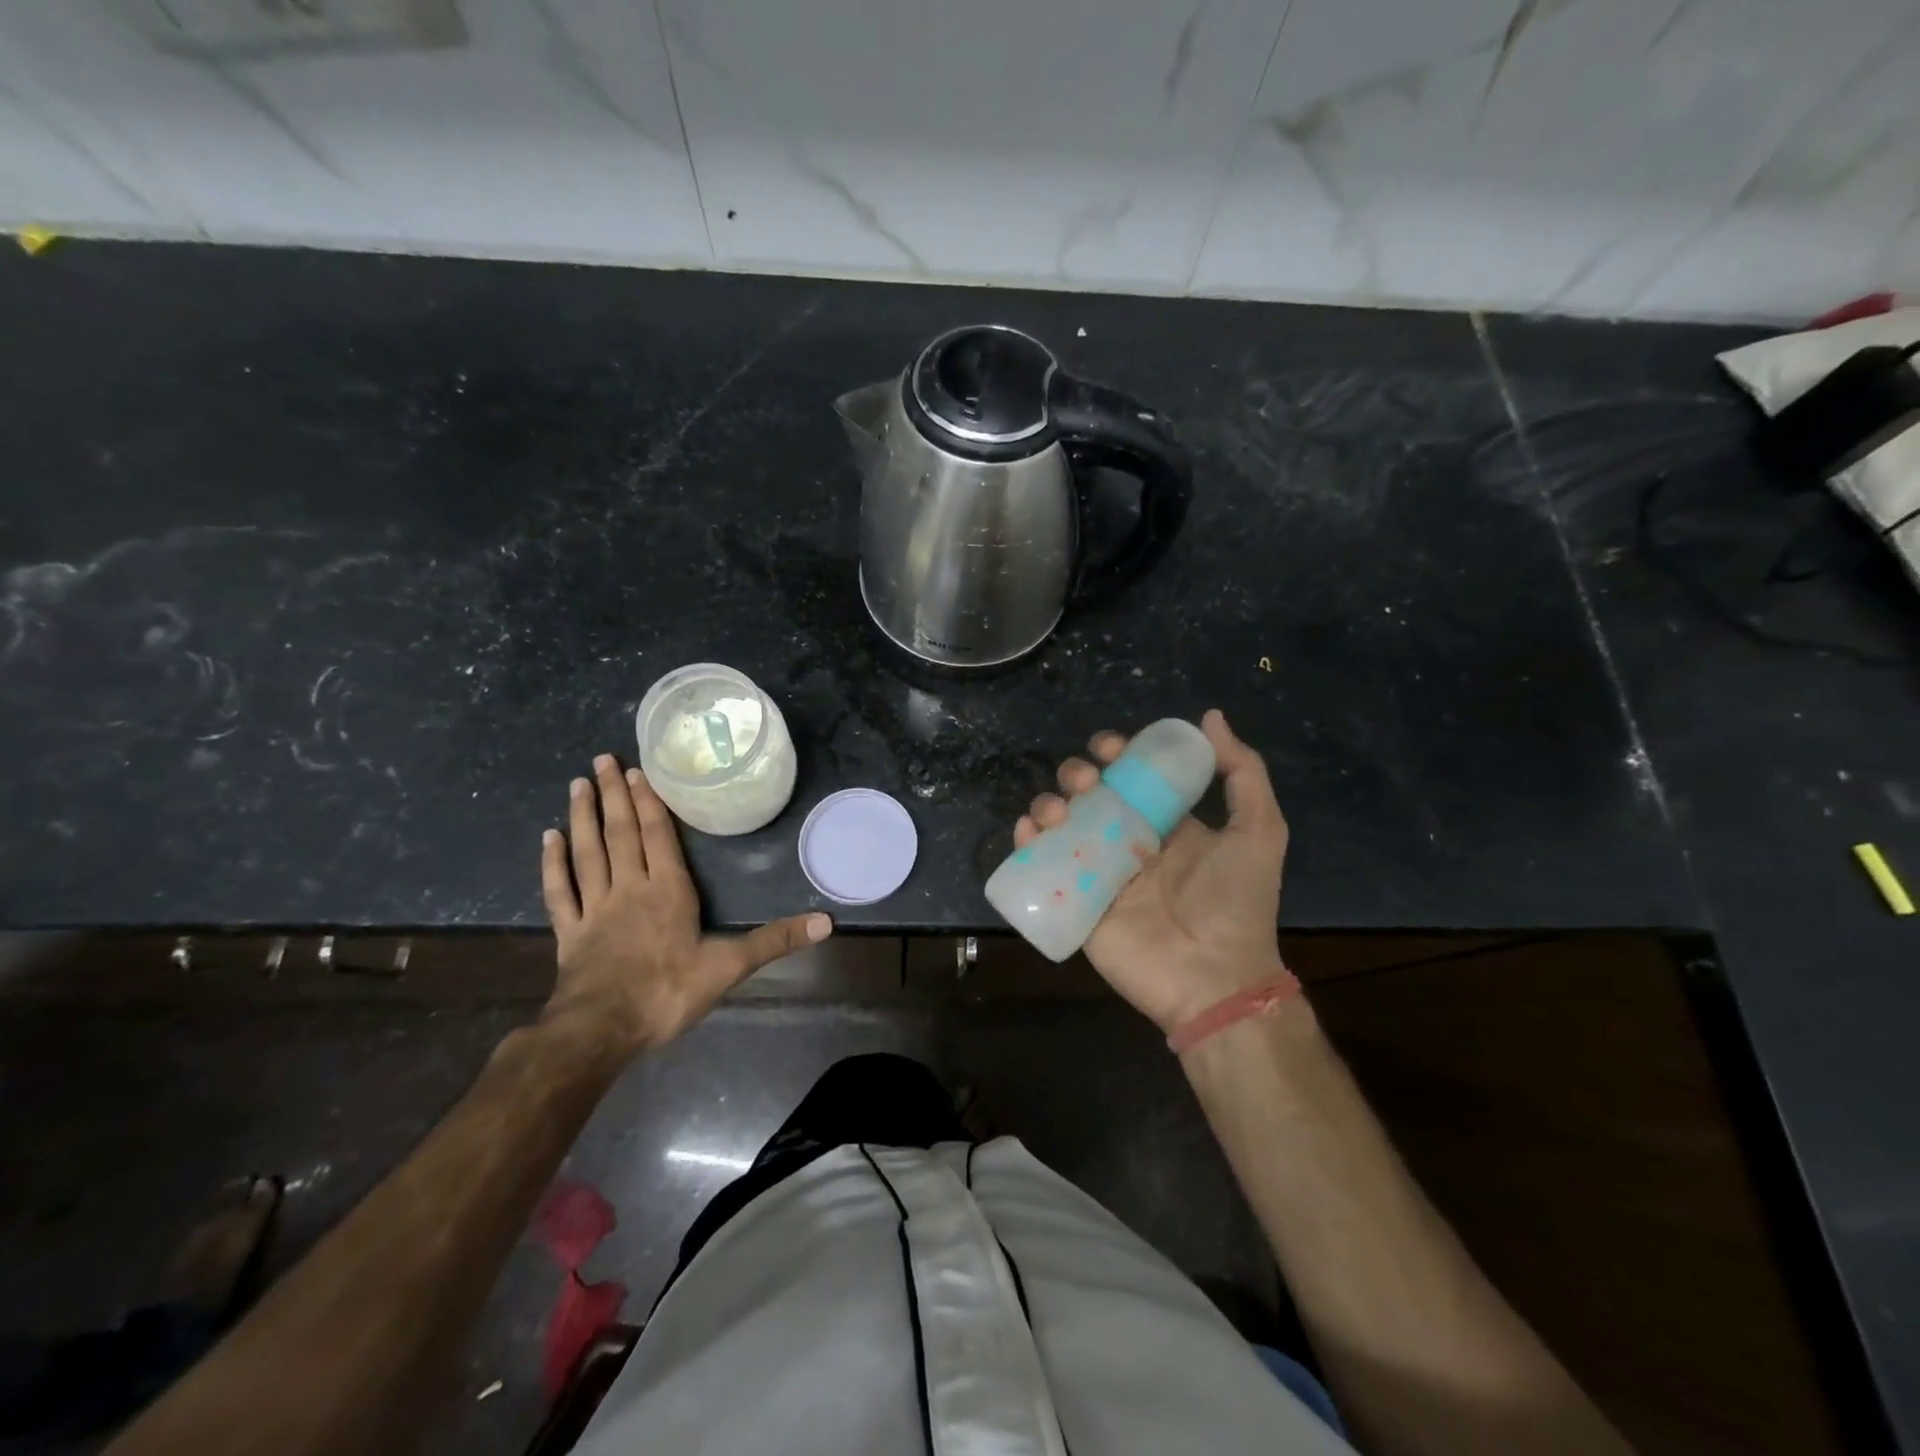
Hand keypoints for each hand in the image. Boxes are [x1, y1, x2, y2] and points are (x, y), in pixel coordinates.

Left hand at [539, 754, 830, 1056]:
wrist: (601, 1031)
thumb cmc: (667, 993)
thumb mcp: (730, 967)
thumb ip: (775, 940)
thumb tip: (827, 923)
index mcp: (667, 890)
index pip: (656, 836)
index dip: (649, 801)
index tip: (636, 770)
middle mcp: (629, 888)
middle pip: (620, 833)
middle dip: (613, 794)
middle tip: (601, 759)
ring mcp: (594, 908)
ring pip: (587, 852)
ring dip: (583, 817)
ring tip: (577, 784)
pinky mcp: (569, 932)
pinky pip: (558, 890)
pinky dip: (551, 863)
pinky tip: (548, 838)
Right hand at [1015, 710, 1288, 1034]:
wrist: (1214, 977)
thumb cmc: (1235, 902)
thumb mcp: (1258, 831)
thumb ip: (1241, 772)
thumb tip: (1209, 716)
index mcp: (1165, 824)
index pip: (1131, 778)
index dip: (1116, 754)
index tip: (1109, 746)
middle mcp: (1128, 843)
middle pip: (1089, 795)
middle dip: (1077, 776)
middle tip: (1084, 783)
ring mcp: (1099, 873)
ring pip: (1061, 824)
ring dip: (1049, 804)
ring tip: (1057, 811)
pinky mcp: (1076, 903)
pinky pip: (1042, 866)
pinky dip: (1027, 842)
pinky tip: (1029, 829)